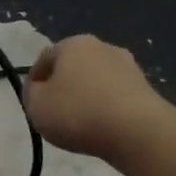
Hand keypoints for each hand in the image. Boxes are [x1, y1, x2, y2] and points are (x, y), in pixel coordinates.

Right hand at [23, 34, 167, 162]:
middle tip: (55, 113)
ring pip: (96, 80)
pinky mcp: (145, 87)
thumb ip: (31, 93)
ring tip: (81, 123)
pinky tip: (103, 126)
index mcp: (73, 44)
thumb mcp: (36, 105)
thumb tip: (40, 88)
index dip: (34, 82)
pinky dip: (106, 107)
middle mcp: (102, 47)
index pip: (44, 59)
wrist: (137, 132)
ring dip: (86, 96)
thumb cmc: (78, 113)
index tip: (33, 104)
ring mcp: (128, 65)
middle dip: (63, 86)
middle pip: (73, 67)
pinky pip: (115, 95)